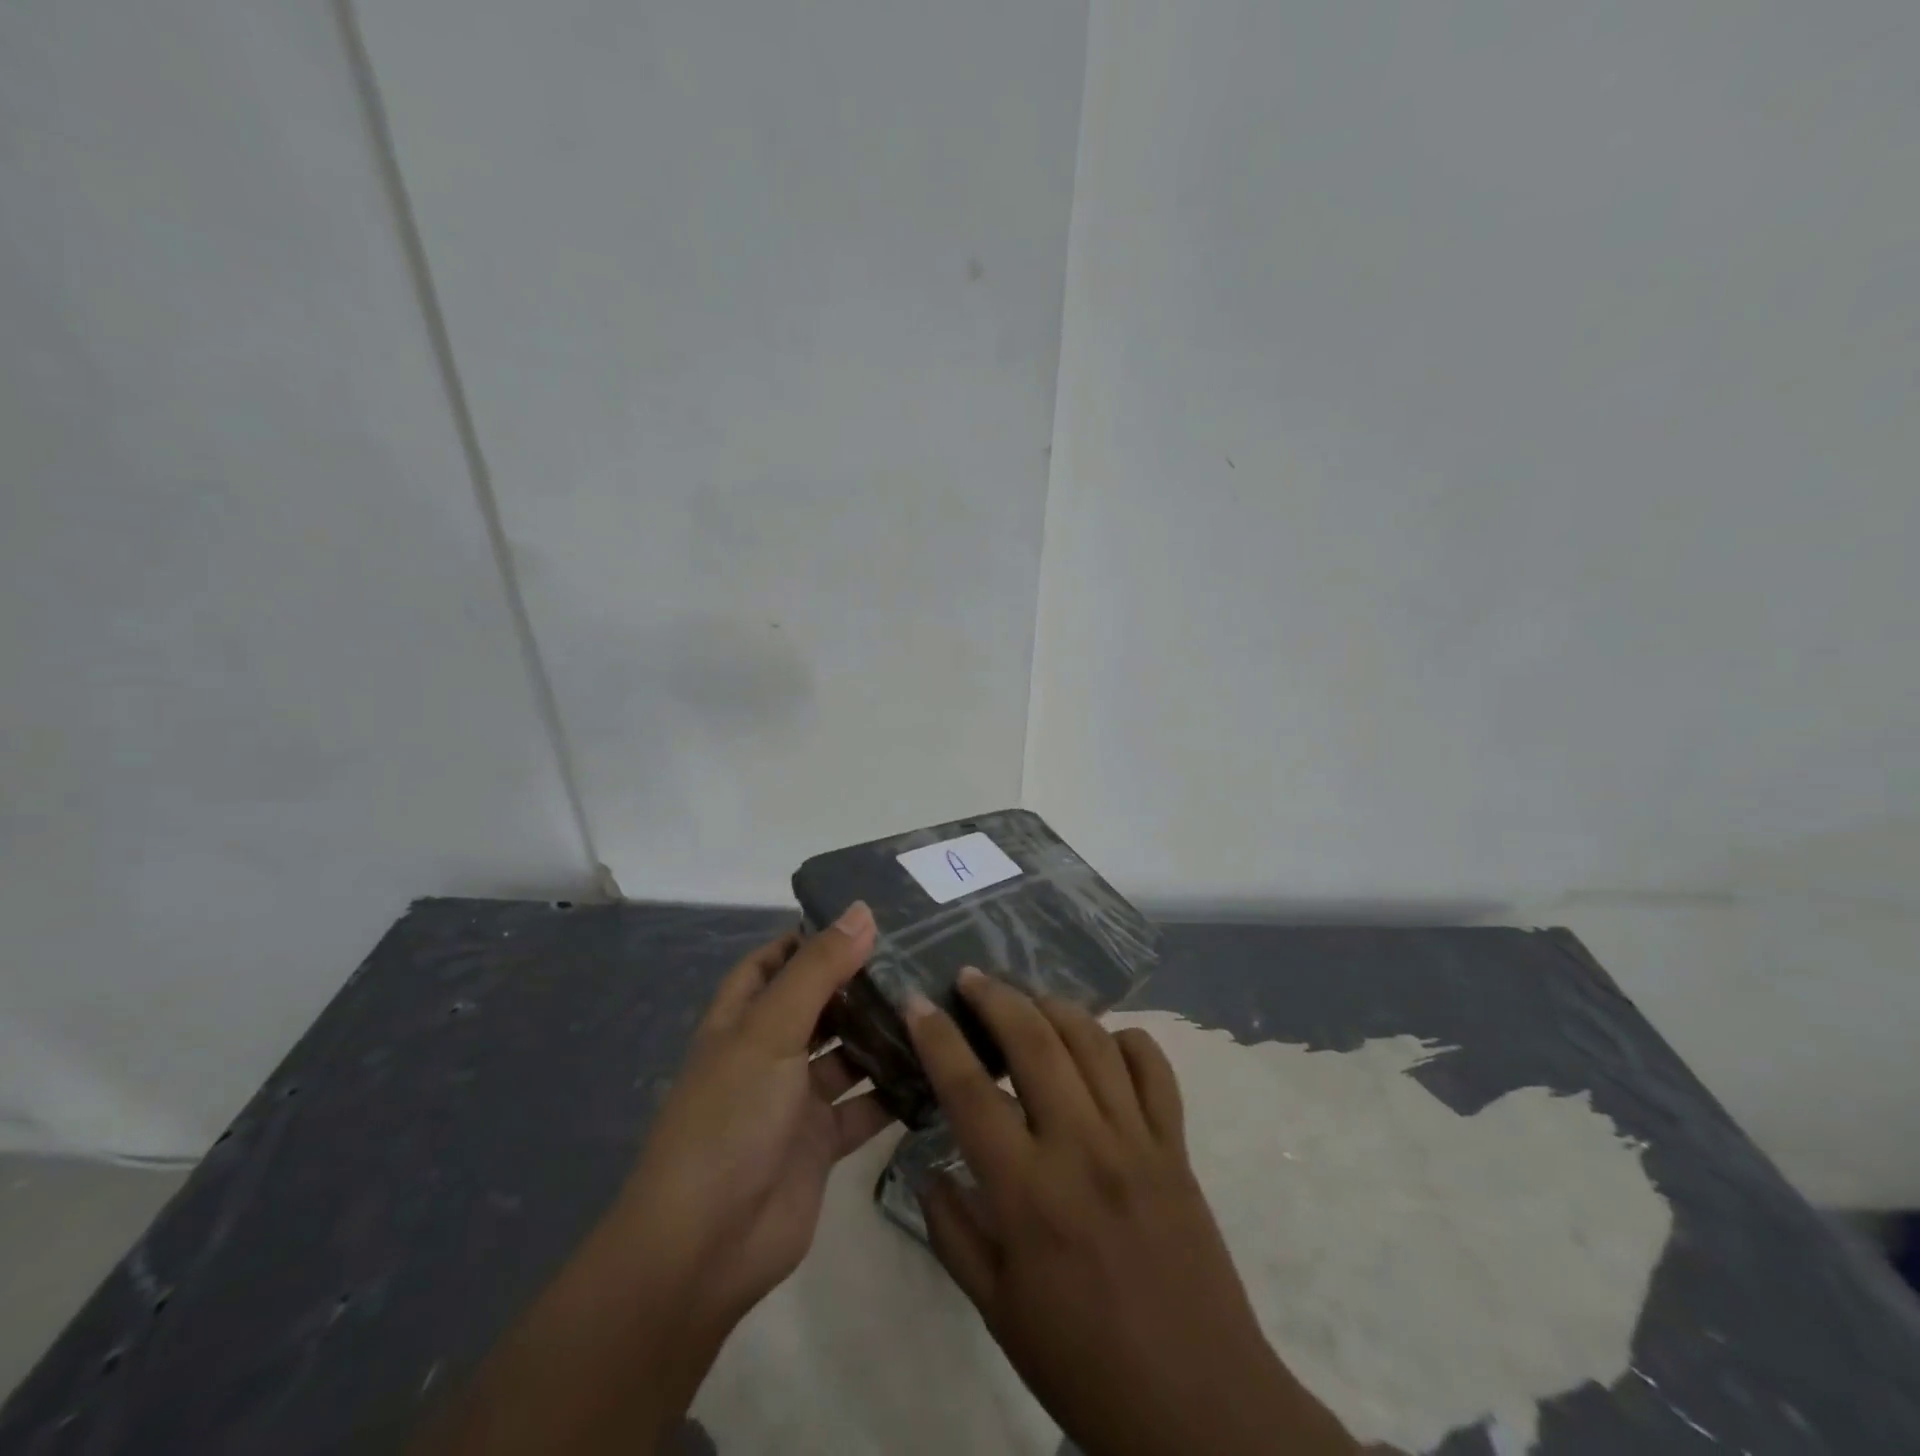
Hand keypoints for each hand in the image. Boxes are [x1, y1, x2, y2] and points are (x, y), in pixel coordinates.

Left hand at [612, 902, 894, 1328]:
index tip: (865, 919)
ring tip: (935, 1003)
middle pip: (819, 1005)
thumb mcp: (771, 1029)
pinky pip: (866, 1106)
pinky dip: (896, 1091)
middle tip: (919, 956)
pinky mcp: (823, 1143)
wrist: (706, 1246)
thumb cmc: (730, 1117)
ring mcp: (796, 1100)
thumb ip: (818, 969)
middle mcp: (769, 1053)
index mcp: (742, 1020)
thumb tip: (862, 910)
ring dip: (883, 1035)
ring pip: (847, 1054)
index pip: (774, 962)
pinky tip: (938, 1068)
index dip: (810, 938)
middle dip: (859, 983)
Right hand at [905, 969, 1358, 1455]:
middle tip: (971, 977)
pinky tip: (1103, 1042)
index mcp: (1029, 1194)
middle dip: (996, 996)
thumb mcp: (997, 1310)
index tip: (916, 1002)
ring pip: (1093, 1040)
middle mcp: (1083, 1148)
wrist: (1200, 1407)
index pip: (970, 1091)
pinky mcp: (1177, 1146)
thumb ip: (953, 1233)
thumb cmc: (1085, 1364)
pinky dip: (1125, 1040)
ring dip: (1054, 1005)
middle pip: (1036, 1040)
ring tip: (1027, 997)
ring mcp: (1137, 1140)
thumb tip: (927, 1168)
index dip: (937, 1038)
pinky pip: (1154, 1069)